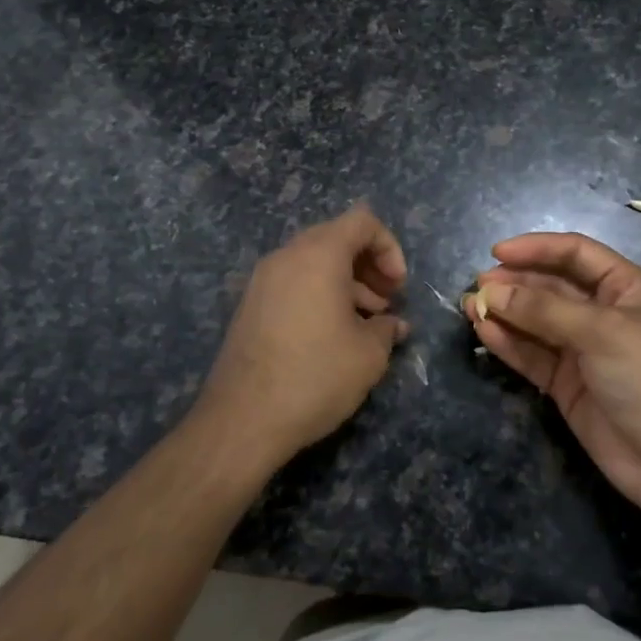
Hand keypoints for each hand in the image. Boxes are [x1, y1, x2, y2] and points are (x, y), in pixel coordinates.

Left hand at [191, 204, 409, 471]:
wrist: (243, 419)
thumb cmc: (315, 375)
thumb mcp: (368, 354)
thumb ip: (387, 329)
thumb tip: (393, 325)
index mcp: (318, 255)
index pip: (362, 221)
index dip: (389, 248)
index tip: (398, 288)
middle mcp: (287, 256)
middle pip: (337, 238)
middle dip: (368, 265)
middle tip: (386, 303)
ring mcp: (263, 280)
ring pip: (314, 262)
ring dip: (346, 282)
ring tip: (366, 322)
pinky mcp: (250, 306)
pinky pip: (294, 283)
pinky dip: (319, 295)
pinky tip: (333, 335)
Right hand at [467, 232, 640, 533]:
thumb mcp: (601, 332)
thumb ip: (544, 309)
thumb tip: (491, 291)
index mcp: (626, 287)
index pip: (575, 253)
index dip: (536, 248)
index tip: (496, 252)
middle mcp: (603, 312)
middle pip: (551, 286)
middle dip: (515, 283)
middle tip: (477, 286)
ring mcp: (584, 349)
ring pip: (536, 321)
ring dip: (505, 312)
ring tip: (468, 307)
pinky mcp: (567, 383)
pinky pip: (533, 354)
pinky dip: (509, 343)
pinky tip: (484, 332)